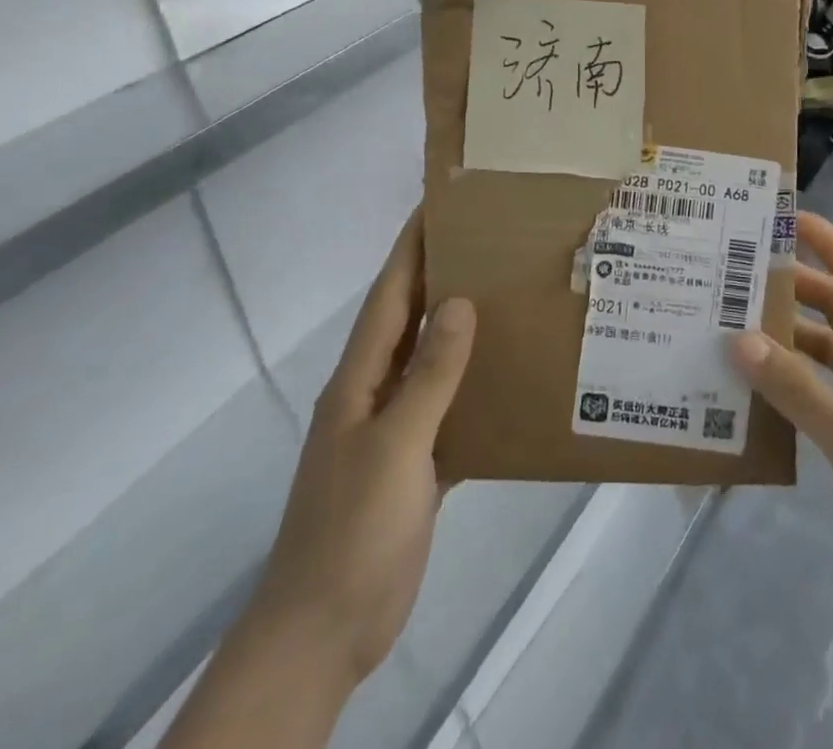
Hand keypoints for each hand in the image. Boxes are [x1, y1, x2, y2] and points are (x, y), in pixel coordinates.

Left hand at [252, 209, 476, 689]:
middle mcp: (375, 392)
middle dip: (441, 274)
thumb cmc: (353, 529)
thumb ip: (429, 374)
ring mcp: (393, 430)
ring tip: (509, 295)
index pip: (390, 293)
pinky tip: (509, 380)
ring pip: (431, 362)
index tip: (441, 203)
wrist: (323, 630)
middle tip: (491, 240)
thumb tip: (459, 301)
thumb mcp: (395, 445)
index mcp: (361, 377)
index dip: (412, 245)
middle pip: (411, 318)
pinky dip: (473, 388)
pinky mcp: (413, 465)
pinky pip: (448, 409)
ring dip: (461, 328)